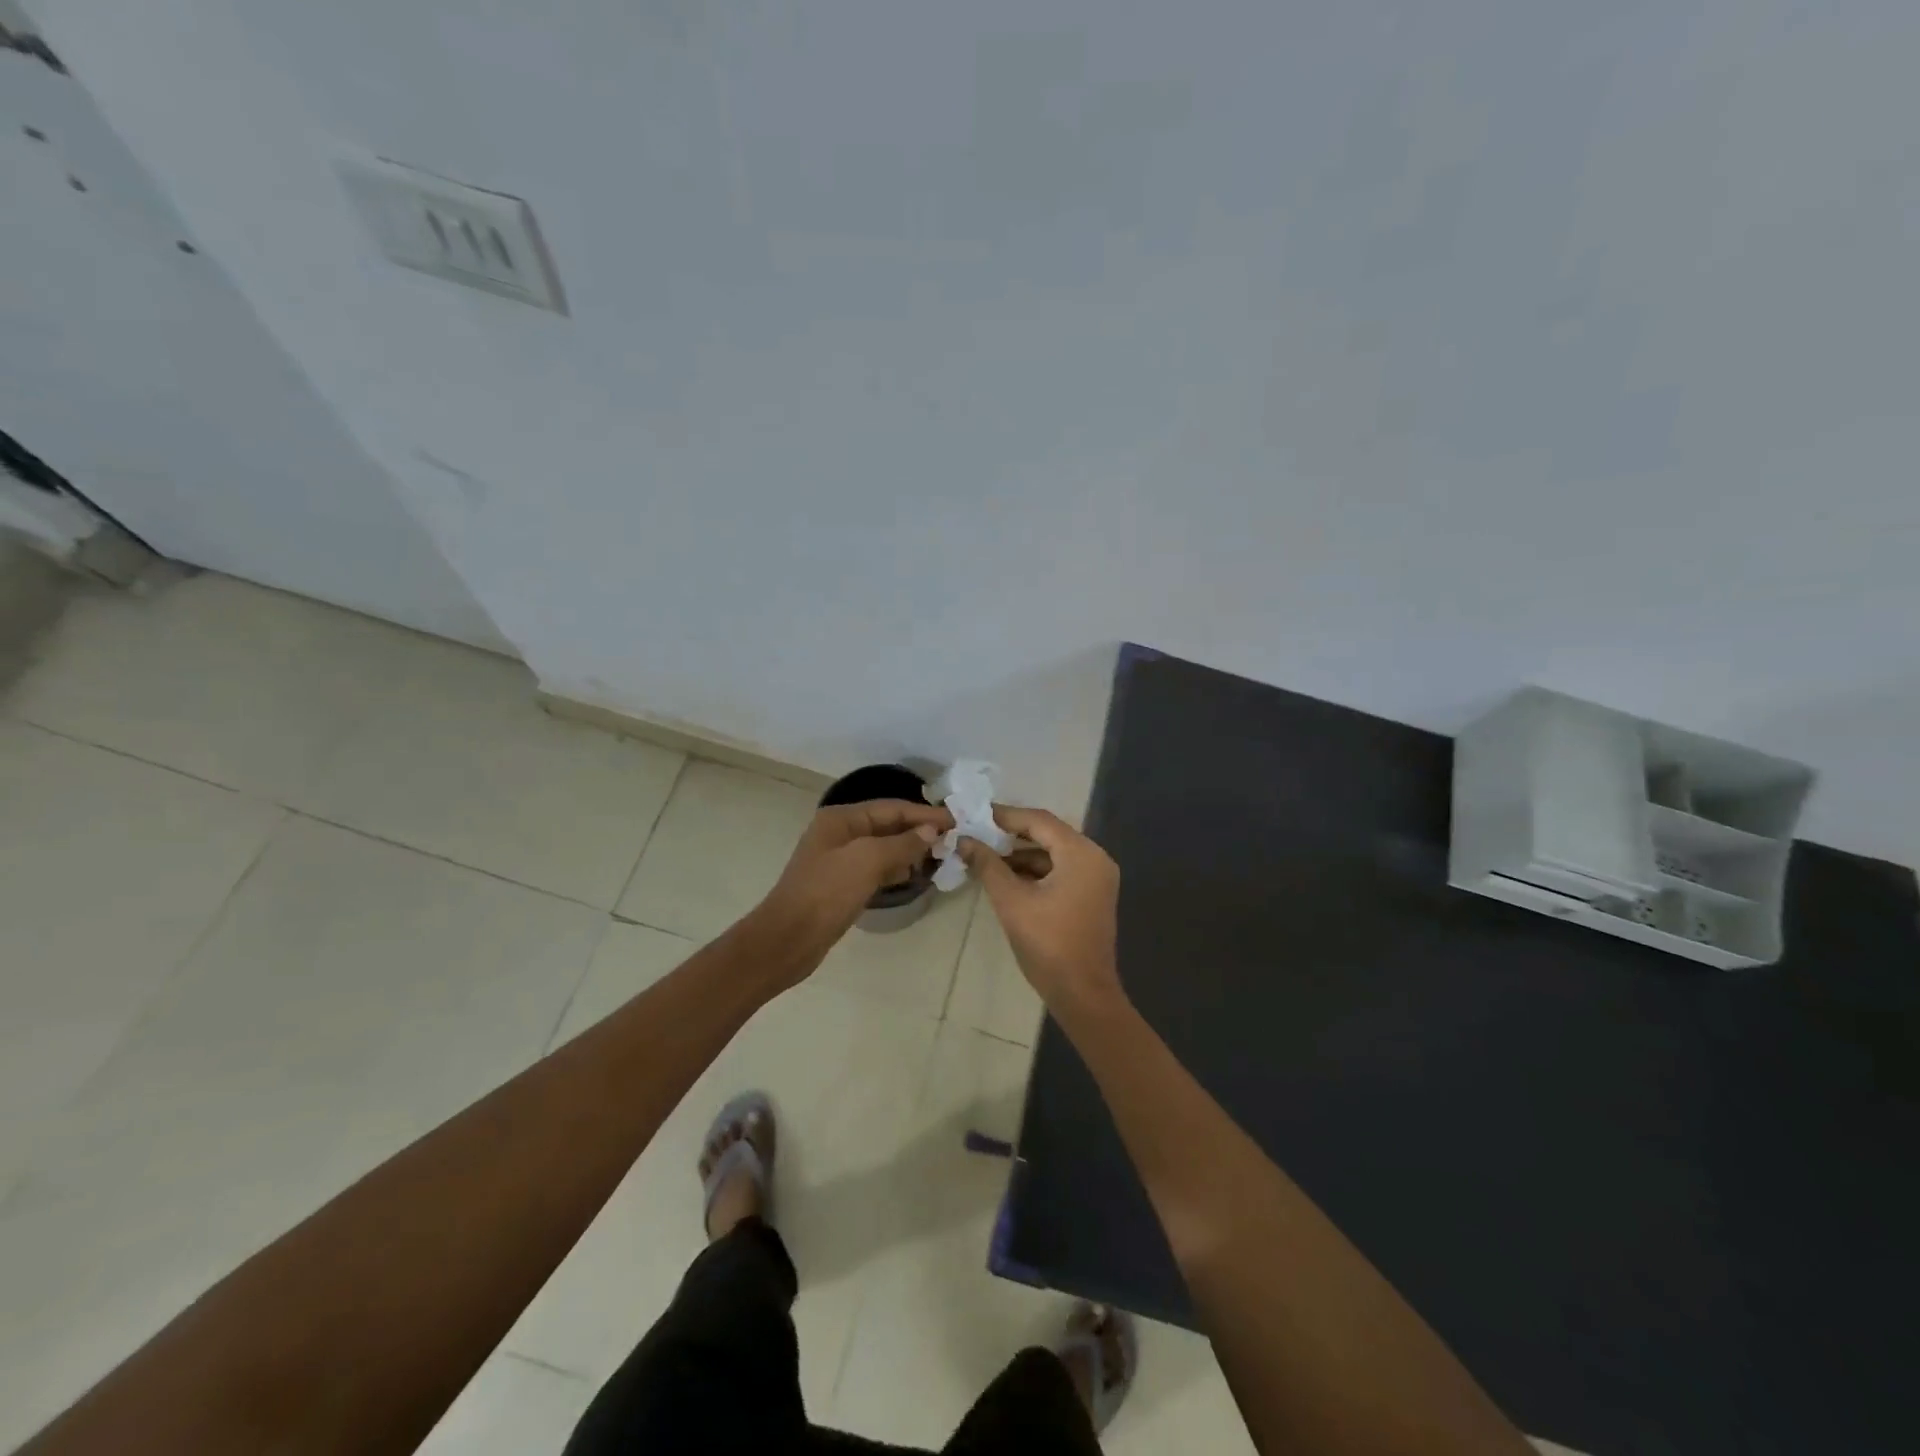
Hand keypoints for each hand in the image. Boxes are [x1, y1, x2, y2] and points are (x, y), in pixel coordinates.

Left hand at [757, 799, 952, 958]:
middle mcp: (839, 833)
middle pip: (887, 825)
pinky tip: (912, 875)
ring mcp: (839, 859)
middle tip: (952, 839)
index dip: (924, 814)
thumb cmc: (827, 892)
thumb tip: (931, 831)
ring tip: (939, 856)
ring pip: (883, 847)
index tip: (956, 820)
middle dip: (918, 830)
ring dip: (909, 849)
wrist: (788, 939)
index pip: (891, 808)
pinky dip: (895, 868)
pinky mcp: (841, 884)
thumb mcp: (867, 861)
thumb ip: (902, 843)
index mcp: (841, 818)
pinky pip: (875, 868)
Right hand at [958, 807, 1124, 1012]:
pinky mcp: (1092, 895)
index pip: (1039, 821)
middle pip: (1048, 833)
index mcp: (1081, 854)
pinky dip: (1035, 870)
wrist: (1083, 994)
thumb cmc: (1048, 944)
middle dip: (1011, 833)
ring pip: (1054, 853)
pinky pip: (1061, 870)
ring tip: (985, 855)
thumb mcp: (1012, 901)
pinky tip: (1007, 877)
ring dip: (1021, 854)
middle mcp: (1095, 858)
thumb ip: (988, 865)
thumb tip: (964, 841)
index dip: (1005, 816)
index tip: (975, 814)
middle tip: (978, 831)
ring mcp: (1097, 878)